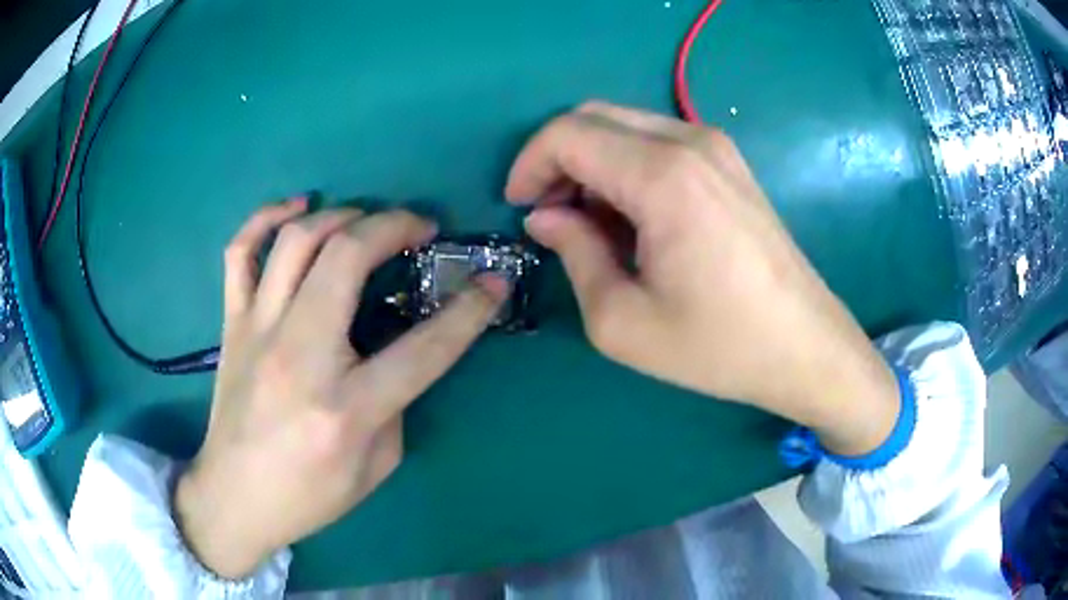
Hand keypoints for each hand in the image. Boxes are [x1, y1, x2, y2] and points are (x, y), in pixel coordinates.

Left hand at [174, 200, 507, 578]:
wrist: (235, 497)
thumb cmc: (309, 494)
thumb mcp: (377, 466)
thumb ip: (395, 402)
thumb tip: (395, 350)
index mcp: (346, 407)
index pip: (424, 347)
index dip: (470, 310)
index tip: (494, 282)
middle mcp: (299, 355)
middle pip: (348, 258)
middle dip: (395, 225)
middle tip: (420, 228)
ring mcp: (257, 331)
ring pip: (296, 240)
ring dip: (341, 215)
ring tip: (365, 220)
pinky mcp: (232, 324)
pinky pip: (240, 252)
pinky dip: (266, 218)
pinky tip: (296, 209)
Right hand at [506, 102, 898, 455]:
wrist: (804, 346)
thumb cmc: (718, 345)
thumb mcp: (623, 321)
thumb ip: (574, 254)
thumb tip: (546, 217)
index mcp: (662, 176)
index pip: (568, 134)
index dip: (529, 164)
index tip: (518, 206)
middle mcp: (689, 142)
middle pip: (593, 118)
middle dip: (556, 160)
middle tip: (548, 214)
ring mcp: (716, 147)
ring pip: (624, 126)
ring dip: (591, 163)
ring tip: (588, 223)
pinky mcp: (729, 162)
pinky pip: (657, 141)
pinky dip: (626, 166)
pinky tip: (631, 216)